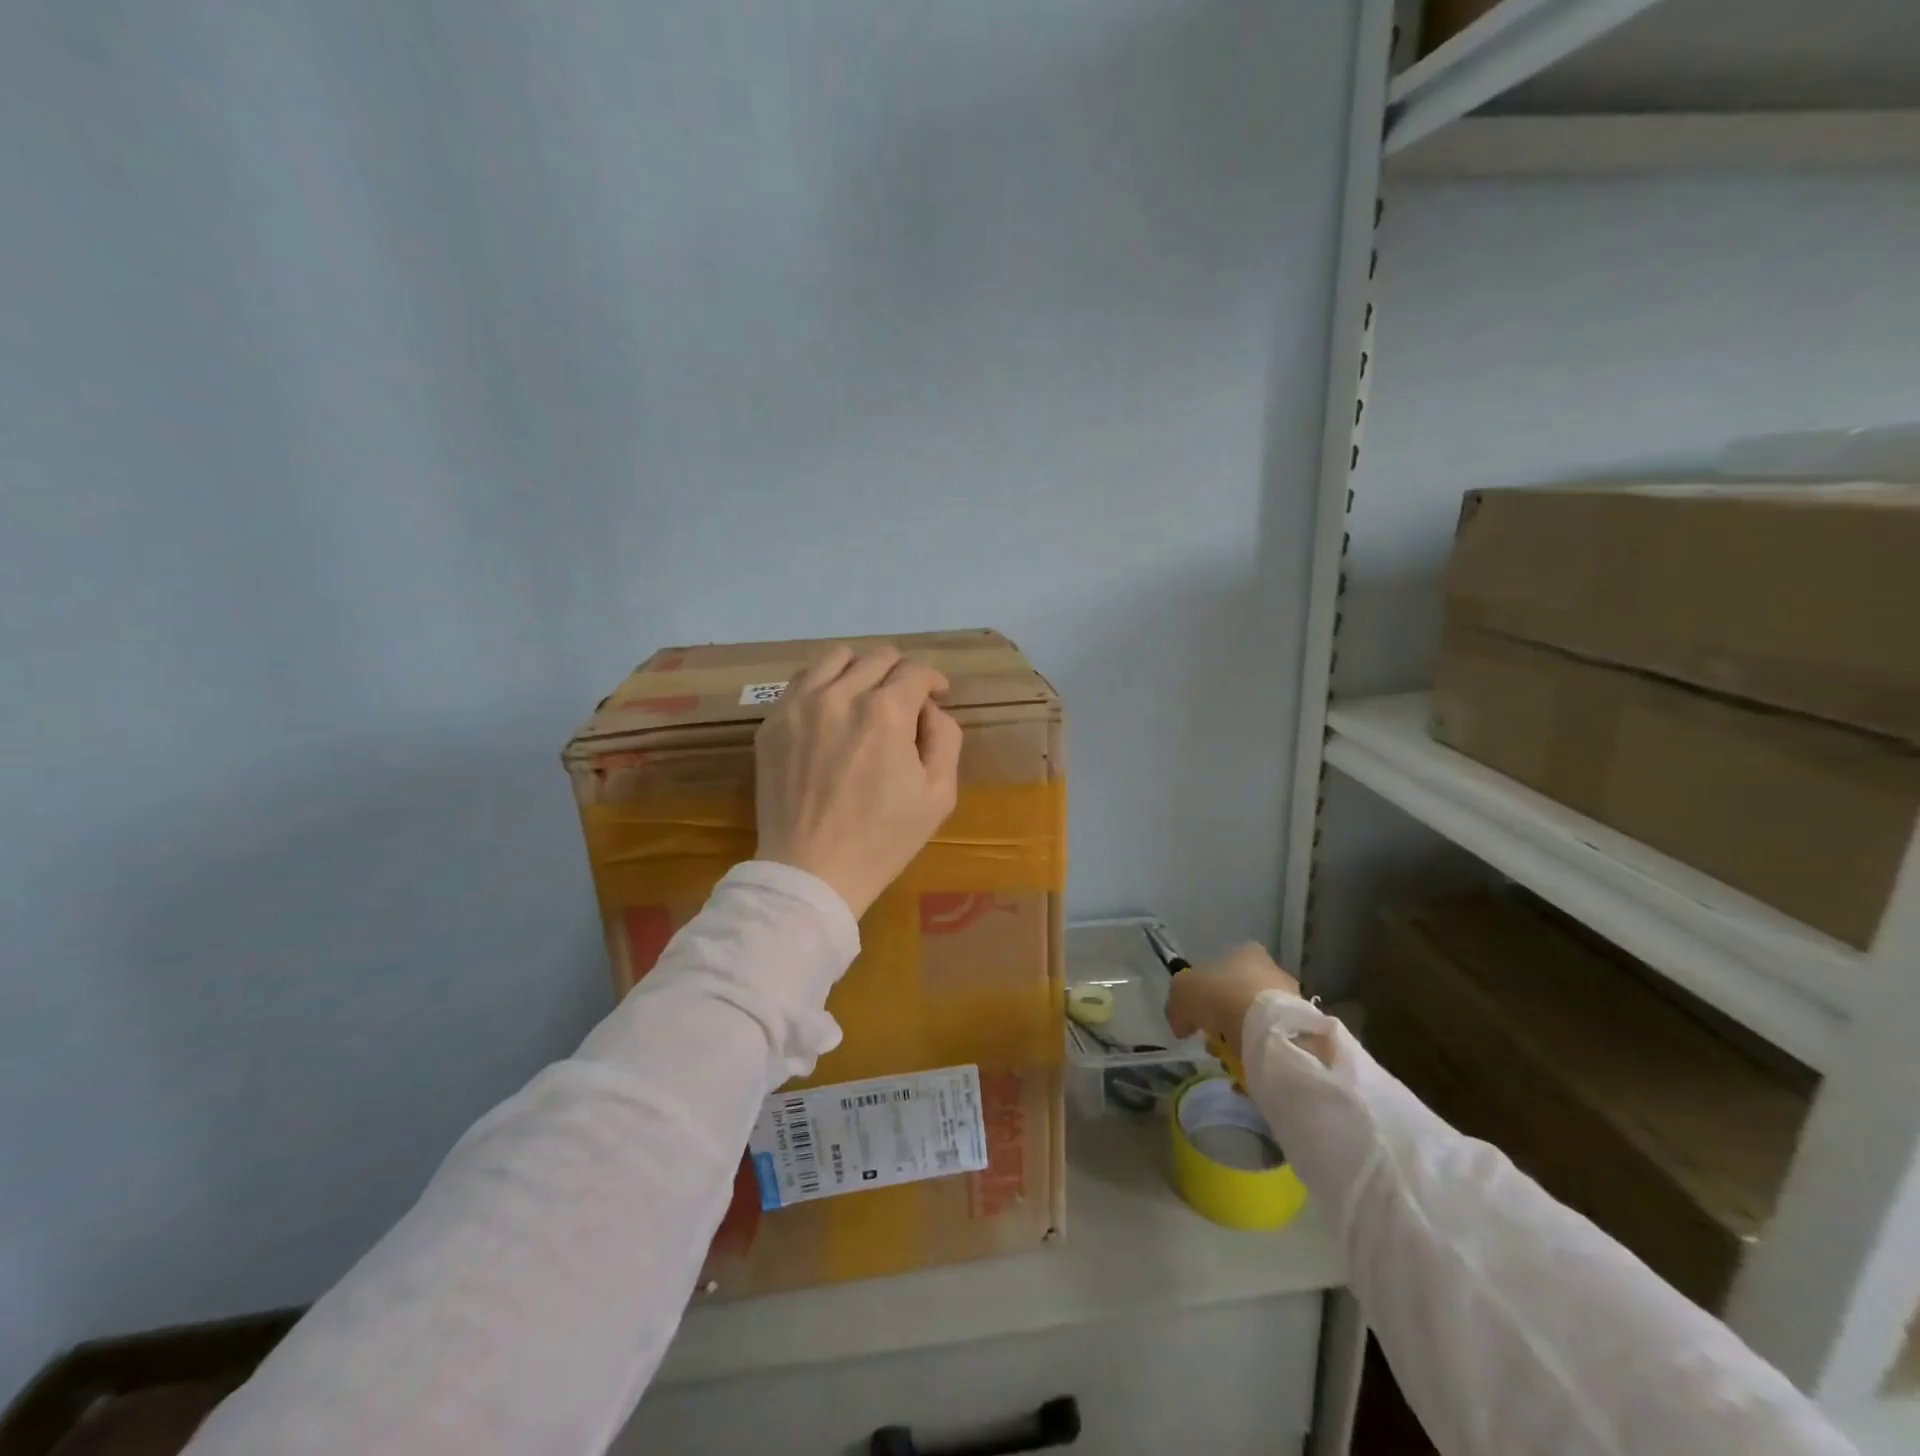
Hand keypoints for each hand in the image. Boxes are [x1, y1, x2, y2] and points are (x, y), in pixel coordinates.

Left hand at [754, 644, 961, 918]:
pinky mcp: (772, 722)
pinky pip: (801, 680)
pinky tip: (830, 711)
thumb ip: (946, 737)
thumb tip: (929, 709)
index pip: (916, 669)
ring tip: (865, 696)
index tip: (937, 697)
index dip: (934, 680)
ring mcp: (799, 705)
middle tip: (905, 702)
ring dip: (860, 669)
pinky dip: (823, 684)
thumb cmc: (883, 839)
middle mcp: (840, 695)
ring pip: (835, 657)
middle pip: (879, 656)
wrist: (811, 872)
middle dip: (901, 673)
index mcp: (886, 712)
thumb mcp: (939, 795)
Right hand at [1166, 944, 1301, 1066]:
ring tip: (1229, 1061)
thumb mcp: (1183, 992)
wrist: (1269, 1030)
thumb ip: (1177, 1005)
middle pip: (1240, 996)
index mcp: (1247, 953)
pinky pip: (1272, 1045)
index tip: (1198, 1013)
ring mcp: (1292, 1001)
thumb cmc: (1223, 997)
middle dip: (1224, 1019)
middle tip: (1213, 1041)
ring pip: (1257, 1022)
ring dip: (1241, 1040)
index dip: (1207, 990)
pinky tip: (1246, 1072)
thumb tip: (1181, 1024)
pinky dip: (1258, 1058)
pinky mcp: (1303, 1031)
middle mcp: (1273, 971)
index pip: (1224, 967)